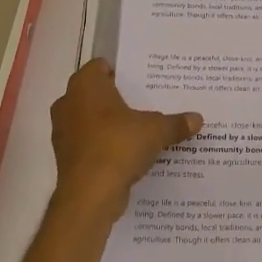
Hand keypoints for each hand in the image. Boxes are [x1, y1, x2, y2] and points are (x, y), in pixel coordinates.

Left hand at [50, 59, 201, 221]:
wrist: (90, 195)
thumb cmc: (119, 146)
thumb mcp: (156, 130)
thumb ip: (176, 123)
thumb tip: (197, 119)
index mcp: (86, 86)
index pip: (100, 66)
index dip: (121, 71)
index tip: (142, 80)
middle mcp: (68, 103)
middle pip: (95, 93)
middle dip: (117, 98)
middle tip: (145, 102)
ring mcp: (64, 131)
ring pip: (90, 119)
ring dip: (109, 124)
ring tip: (138, 129)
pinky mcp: (66, 157)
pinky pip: (89, 143)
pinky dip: (103, 146)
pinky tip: (126, 154)